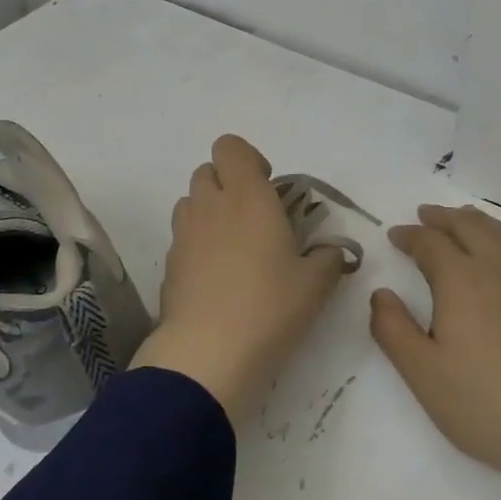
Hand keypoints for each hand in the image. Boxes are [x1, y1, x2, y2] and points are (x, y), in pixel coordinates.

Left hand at [132, 134, 347, 421]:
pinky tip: (217, 278)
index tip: (268, 187)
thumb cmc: (269, 307)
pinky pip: (182, 237)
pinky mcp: (169, 263)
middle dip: (228, 184)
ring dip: (210, 211)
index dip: (248, 159)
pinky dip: (198, 244)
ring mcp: (184, 234)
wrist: (208, 353)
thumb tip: (331, 252)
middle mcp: (210, 205)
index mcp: (248, 197)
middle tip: (255, 218)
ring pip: (191, 202)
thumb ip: (328, 258)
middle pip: (207, 170)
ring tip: (235, 247)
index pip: (230, 146)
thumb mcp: (315, 285)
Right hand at [370, 204, 500, 487]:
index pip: (429, 242)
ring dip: (475, 221)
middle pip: (467, 226)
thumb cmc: (483, 403)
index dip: (409, 236)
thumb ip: (392, 328)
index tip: (394, 235)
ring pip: (500, 234)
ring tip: (461, 219)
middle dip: (442, 218)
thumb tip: (381, 293)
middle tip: (424, 215)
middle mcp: (497, 267)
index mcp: (460, 279)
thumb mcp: (421, 372)